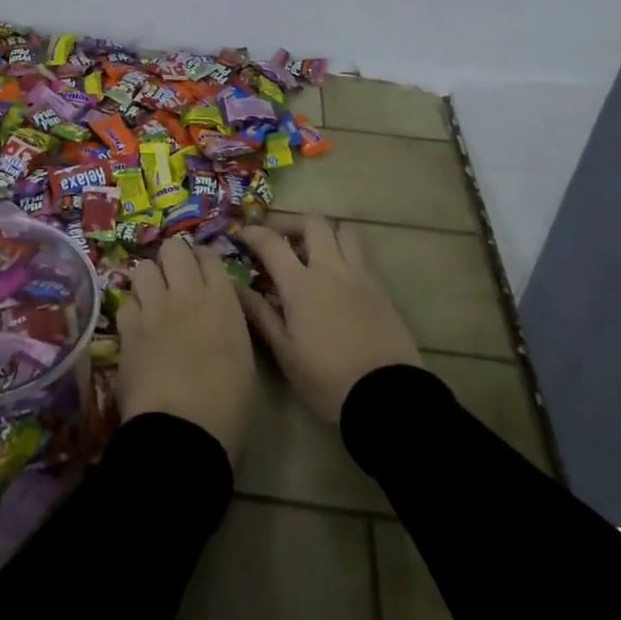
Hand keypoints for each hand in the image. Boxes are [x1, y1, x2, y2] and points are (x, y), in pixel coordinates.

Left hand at [116, 236, 256, 466]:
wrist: (182, 433)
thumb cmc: (227, 406)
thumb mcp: (243, 357)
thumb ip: (228, 322)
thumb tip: (217, 312)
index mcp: (222, 301)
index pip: (209, 256)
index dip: (203, 260)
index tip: (202, 272)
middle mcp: (187, 294)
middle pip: (173, 248)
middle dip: (173, 259)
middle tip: (175, 279)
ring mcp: (153, 308)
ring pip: (143, 268)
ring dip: (148, 280)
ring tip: (152, 299)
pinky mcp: (127, 329)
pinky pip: (125, 302)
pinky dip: (132, 310)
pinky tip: (136, 326)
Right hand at [234, 215, 422, 421]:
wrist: (386, 396)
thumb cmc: (327, 379)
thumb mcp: (285, 352)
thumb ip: (259, 313)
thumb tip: (233, 286)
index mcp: (301, 284)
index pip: (271, 242)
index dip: (253, 233)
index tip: (241, 236)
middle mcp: (331, 269)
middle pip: (313, 222)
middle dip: (292, 223)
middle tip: (280, 239)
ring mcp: (360, 276)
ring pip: (345, 231)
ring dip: (326, 233)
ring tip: (314, 252)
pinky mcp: (381, 289)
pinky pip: (362, 256)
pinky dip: (346, 254)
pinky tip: (339, 278)